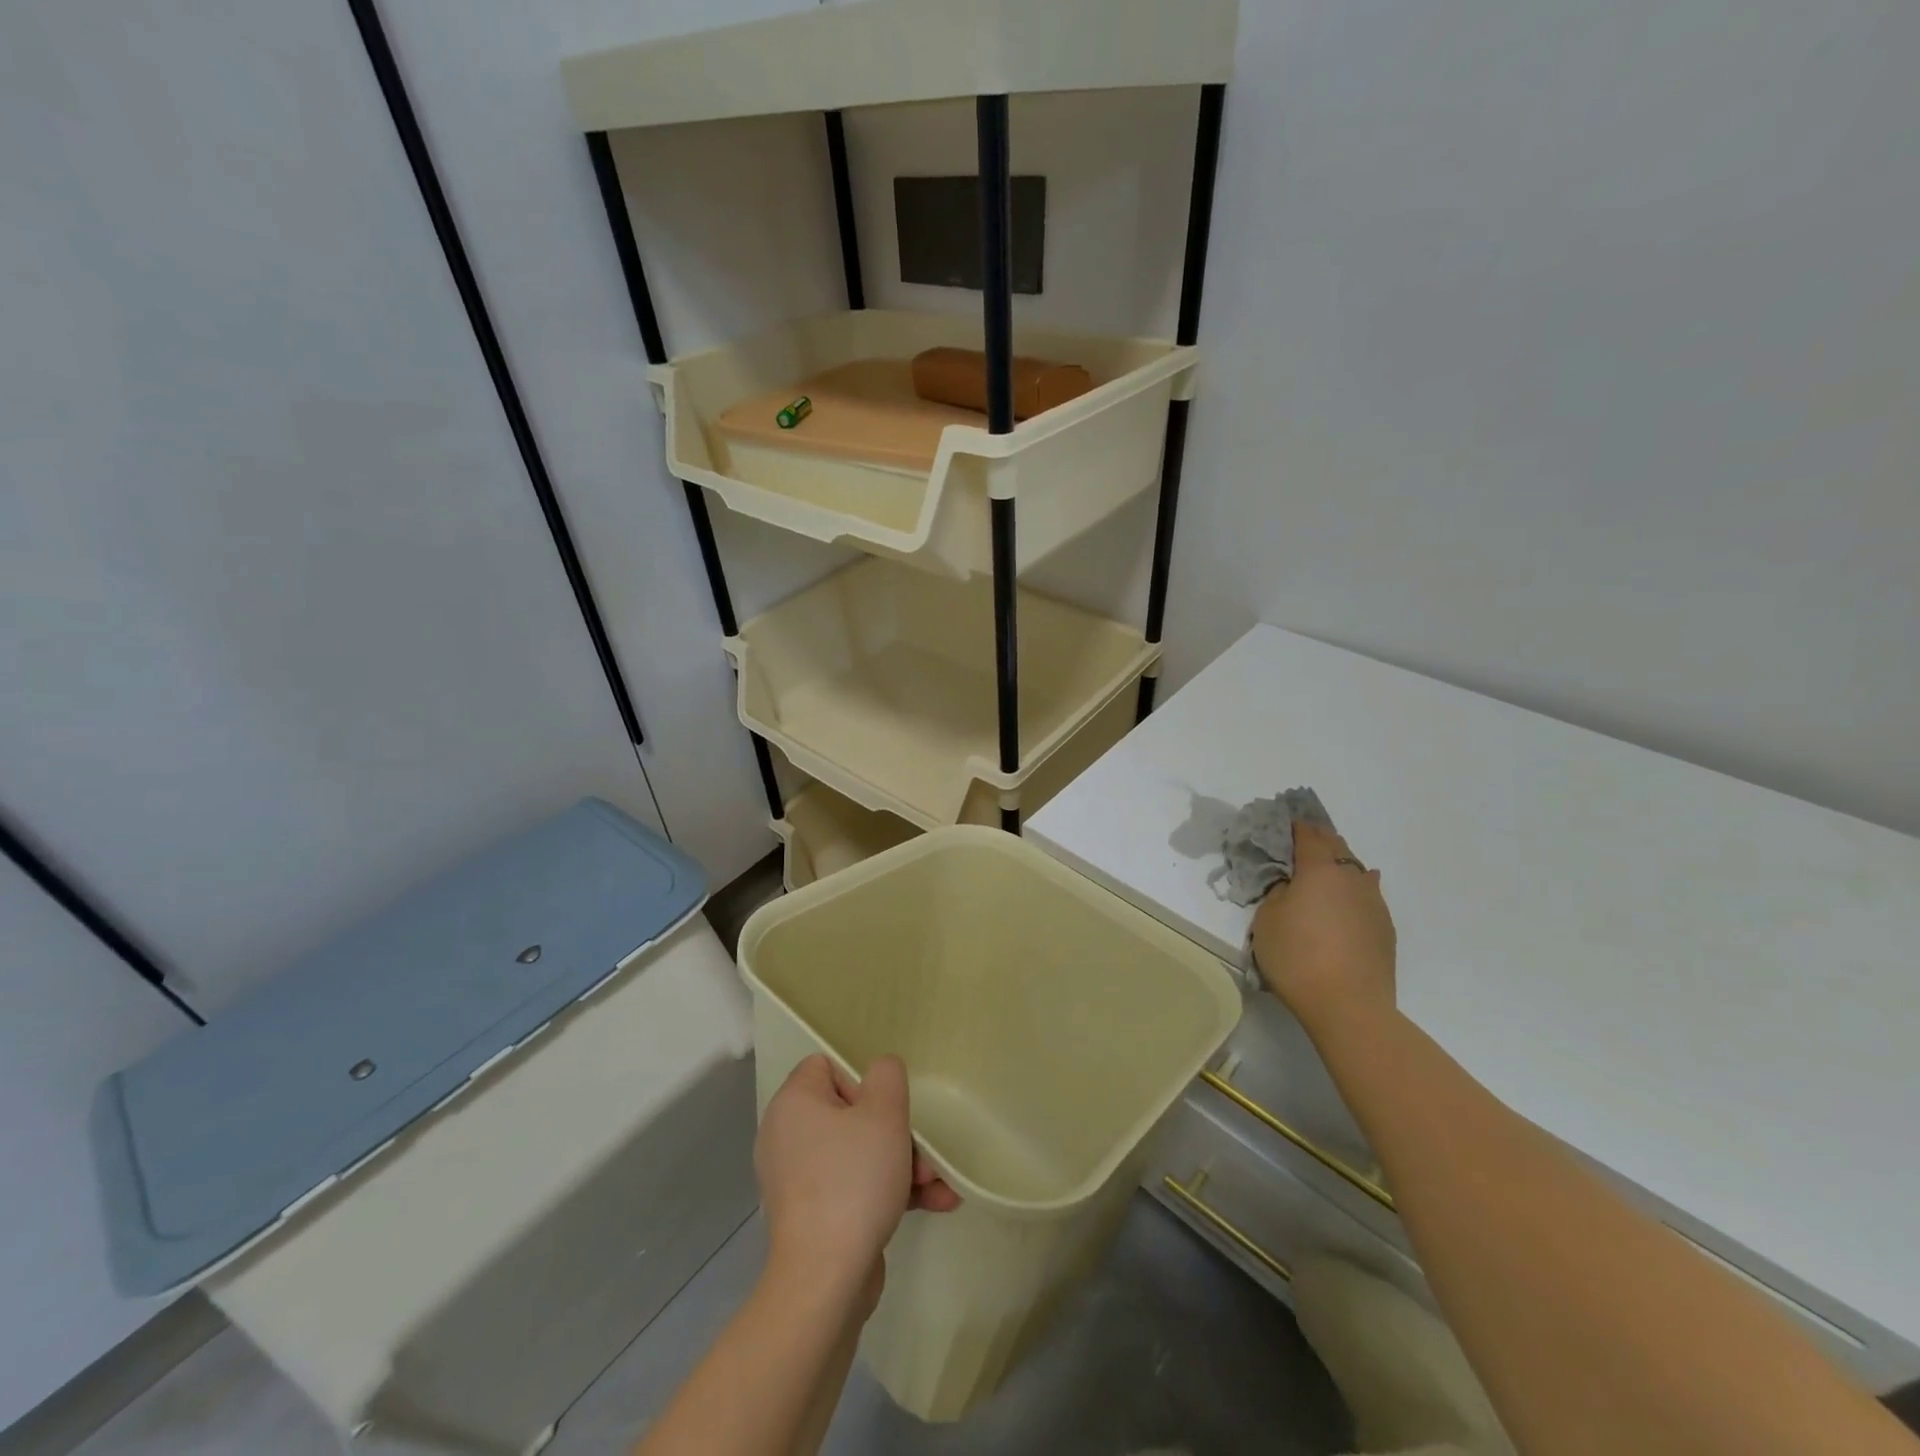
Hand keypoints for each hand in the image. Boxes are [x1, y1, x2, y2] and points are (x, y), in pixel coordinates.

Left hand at [755, 1054, 960, 1297]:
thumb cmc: (853, 1181)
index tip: (884, 1110)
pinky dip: (887, 1192)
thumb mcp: (883, 1114)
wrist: (825, 1280)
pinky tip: (934, 1203)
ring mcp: (798, 1180)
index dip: (862, 1082)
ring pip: (858, 1154)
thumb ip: (887, 1076)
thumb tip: (880, 1074)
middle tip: (923, 1154)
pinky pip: (853, 1187)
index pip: (827, 1067)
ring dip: (902, 1164)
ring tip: (938, 1185)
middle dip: (895, 1133)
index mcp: (794, 1103)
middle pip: (850, 1114)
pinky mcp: (812, 1217)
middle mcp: (787, 1136)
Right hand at [1250, 823, 1396, 1037]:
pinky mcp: (1385, 927)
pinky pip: (1367, 896)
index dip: (1295, 826)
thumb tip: (1292, 885)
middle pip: (1336, 847)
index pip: (1308, 835)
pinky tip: (1349, 899)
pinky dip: (1354, 891)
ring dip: (1339, 866)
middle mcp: (1351, 877)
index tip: (1284, 823)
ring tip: (1325, 871)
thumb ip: (1278, 892)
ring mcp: (1373, 902)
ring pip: (1356, 870)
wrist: (1349, 1005)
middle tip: (1301, 843)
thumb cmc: (1297, 956)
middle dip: (1319, 841)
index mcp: (1319, 869)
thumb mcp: (1267, 919)